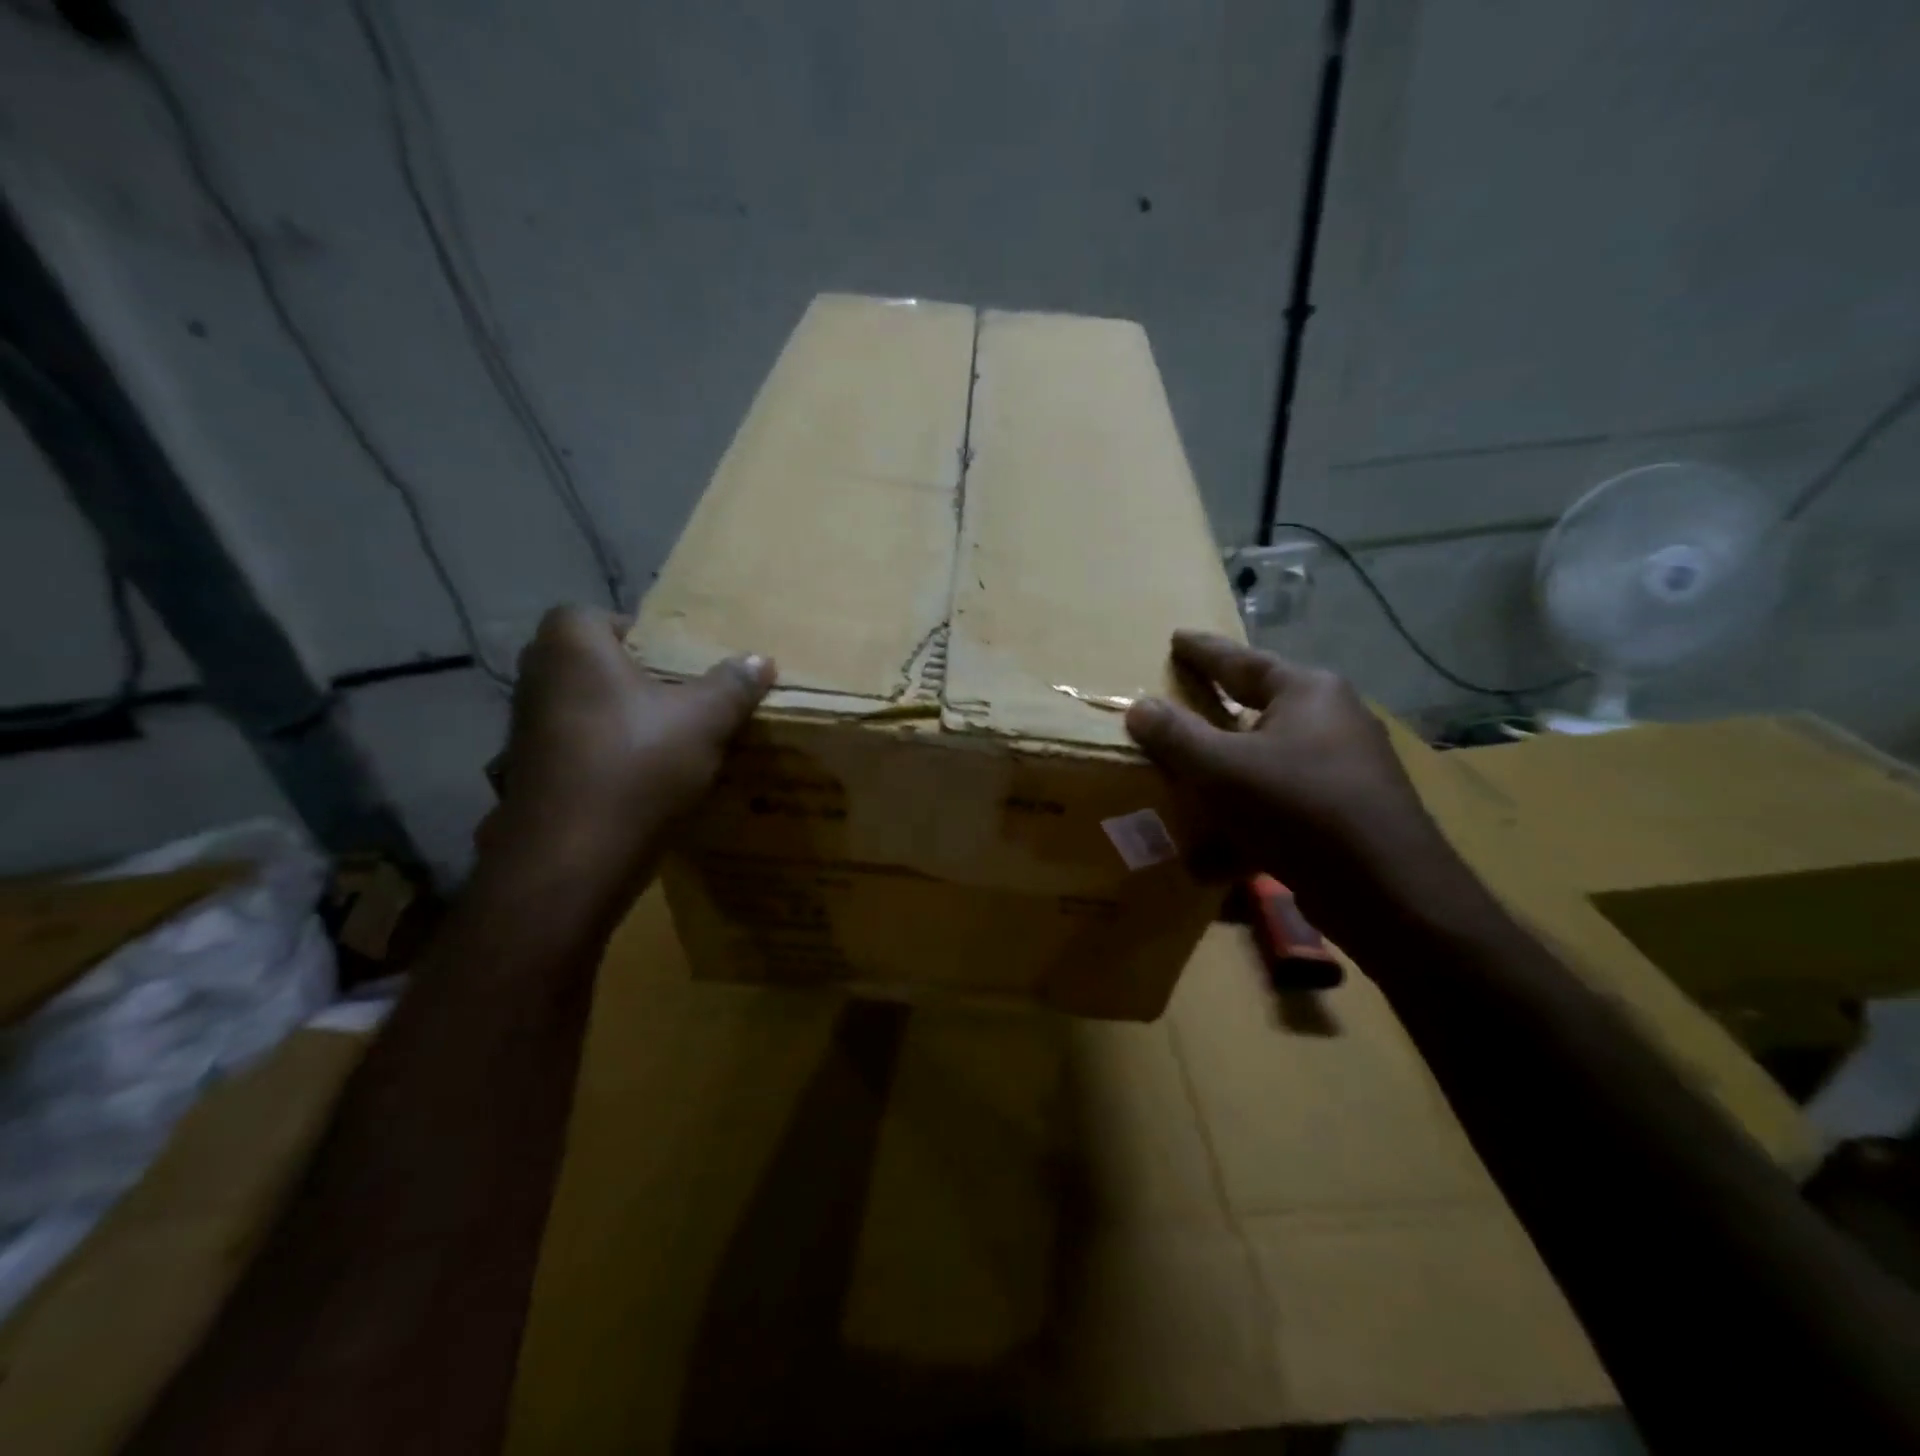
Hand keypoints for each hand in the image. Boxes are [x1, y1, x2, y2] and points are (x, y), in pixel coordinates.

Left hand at [480, 607, 773, 906]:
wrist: (574, 856)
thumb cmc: (637, 763)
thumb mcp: (704, 720)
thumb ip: (732, 685)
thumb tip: (761, 659)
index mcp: (571, 646)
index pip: (594, 615)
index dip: (634, 632)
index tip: (672, 660)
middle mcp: (536, 678)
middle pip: (587, 663)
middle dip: (629, 677)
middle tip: (675, 697)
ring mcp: (523, 731)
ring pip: (579, 709)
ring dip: (614, 719)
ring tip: (663, 740)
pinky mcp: (526, 776)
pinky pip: (571, 750)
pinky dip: (600, 758)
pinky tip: (636, 780)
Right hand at [1125, 631, 1476, 944]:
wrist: (1388, 891)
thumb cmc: (1300, 807)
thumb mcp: (1222, 769)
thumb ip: (1176, 736)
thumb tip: (1139, 708)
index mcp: (1308, 693)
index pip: (1243, 661)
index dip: (1203, 651)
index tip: (1176, 638)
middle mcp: (1332, 721)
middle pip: (1258, 710)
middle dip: (1217, 714)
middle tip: (1183, 702)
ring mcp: (1343, 770)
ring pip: (1267, 764)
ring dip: (1225, 780)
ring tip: (1186, 787)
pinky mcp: (1346, 815)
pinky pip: (1281, 807)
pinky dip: (1246, 825)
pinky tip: (1210, 860)